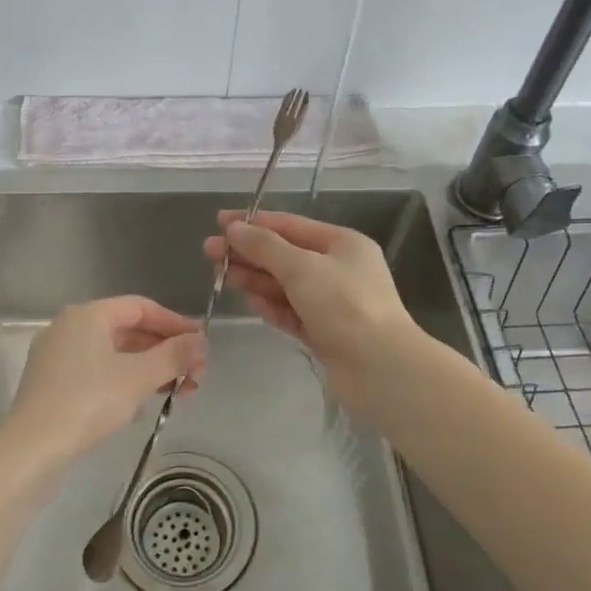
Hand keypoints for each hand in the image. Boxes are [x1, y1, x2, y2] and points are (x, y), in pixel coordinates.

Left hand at [0, 296, 206, 466]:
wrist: (31, 450)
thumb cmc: (88, 402)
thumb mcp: (139, 377)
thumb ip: (174, 356)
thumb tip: (201, 341)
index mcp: (88, 315)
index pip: (140, 307)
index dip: (174, 322)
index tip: (201, 343)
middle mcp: (70, 328)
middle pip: (128, 330)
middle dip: (165, 351)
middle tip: (196, 373)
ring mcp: (57, 357)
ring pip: (114, 355)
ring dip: (149, 369)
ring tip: (180, 392)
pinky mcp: (52, 385)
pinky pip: (98, 373)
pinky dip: (125, 382)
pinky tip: (144, 405)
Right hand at [202, 211, 422, 411]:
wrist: (380, 368)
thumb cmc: (344, 305)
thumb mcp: (301, 267)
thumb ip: (264, 246)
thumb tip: (234, 228)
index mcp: (342, 243)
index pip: (290, 225)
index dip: (254, 222)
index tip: (219, 222)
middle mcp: (338, 269)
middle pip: (285, 255)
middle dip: (249, 253)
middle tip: (209, 252)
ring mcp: (332, 303)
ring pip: (285, 285)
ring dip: (255, 279)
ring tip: (221, 275)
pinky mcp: (325, 332)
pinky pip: (291, 312)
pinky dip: (271, 306)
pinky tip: (249, 302)